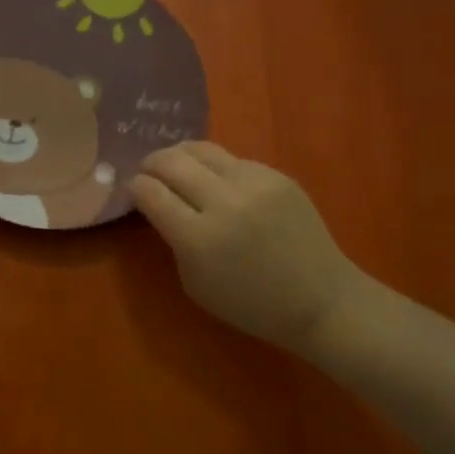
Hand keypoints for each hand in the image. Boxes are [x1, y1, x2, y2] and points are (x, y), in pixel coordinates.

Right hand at [130, 142, 371, 355]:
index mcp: (198, 238)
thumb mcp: (194, 283)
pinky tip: (216, 181)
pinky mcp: (276, 175)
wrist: (320, 300)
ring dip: (179, 156)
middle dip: (151, 164)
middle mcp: (224, 202)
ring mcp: (254, 183)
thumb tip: (161, 206)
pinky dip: (215, 167)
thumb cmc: (251, 304)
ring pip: (201, 149)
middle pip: (170, 161)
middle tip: (147, 172)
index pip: (150, 192)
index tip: (134, 190)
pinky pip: (233, 160)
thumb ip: (174, 240)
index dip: (135, 187)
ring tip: (175, 165)